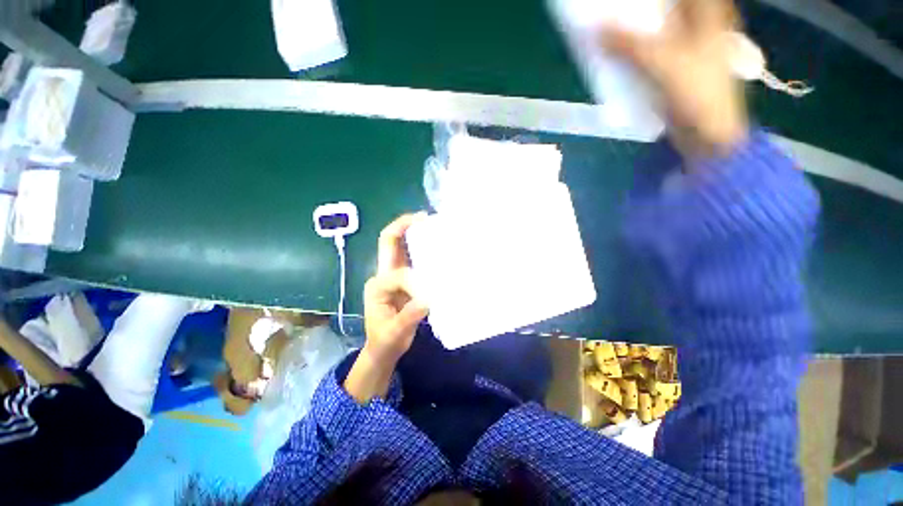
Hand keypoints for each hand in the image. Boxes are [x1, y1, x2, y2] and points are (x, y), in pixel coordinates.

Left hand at [362, 213, 428, 365]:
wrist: (384, 347)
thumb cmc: (386, 340)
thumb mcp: (395, 333)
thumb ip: (408, 317)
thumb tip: (427, 299)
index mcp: (377, 286)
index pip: (399, 274)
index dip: (416, 282)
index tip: (430, 297)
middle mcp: (382, 274)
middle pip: (388, 242)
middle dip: (403, 226)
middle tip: (423, 217)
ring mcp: (392, 274)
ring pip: (399, 245)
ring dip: (413, 232)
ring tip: (431, 225)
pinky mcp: (403, 277)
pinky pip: (411, 256)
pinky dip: (421, 246)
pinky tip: (435, 245)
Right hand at [600, 0, 747, 160]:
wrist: (707, 133)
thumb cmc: (696, 93)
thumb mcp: (661, 63)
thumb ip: (628, 45)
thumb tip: (596, 30)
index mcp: (708, 13)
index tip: (629, 0)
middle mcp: (702, 23)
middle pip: (670, 6)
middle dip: (643, 8)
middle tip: (616, 8)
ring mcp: (691, 47)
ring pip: (661, 26)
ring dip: (637, 27)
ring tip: (612, 26)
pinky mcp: (678, 68)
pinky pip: (654, 49)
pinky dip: (638, 48)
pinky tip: (622, 51)